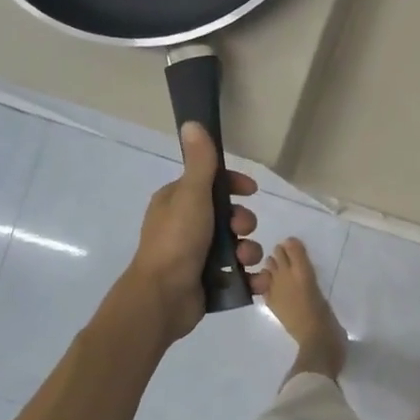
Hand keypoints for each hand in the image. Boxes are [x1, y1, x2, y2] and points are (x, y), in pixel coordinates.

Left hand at [118, 123, 268, 343]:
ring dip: (250, 251)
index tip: (250, 190)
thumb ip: (200, 163)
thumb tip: (193, 122)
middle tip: (241, 230)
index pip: (211, 185)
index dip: (233, 185)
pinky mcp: (210, 283)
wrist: (163, 297)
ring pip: (238, 246)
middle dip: (243, 222)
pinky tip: (256, 280)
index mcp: (177, 203)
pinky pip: (240, 276)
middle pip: (229, 216)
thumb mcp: (191, 196)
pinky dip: (251, 278)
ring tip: (245, 260)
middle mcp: (187, 227)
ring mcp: (198, 257)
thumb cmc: (176, 241)